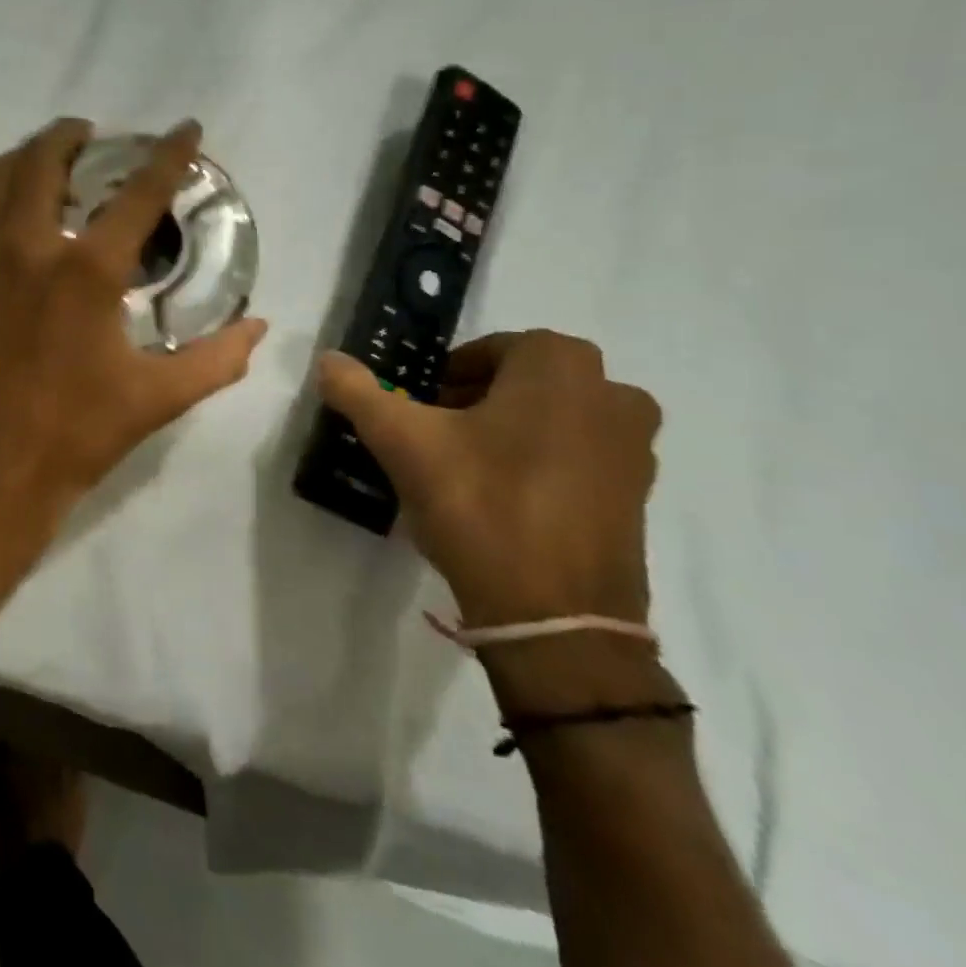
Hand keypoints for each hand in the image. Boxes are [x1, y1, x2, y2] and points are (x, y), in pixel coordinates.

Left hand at [0, 118, 267, 626]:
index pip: (138, 192)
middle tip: (94, 136)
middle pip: (45, 158)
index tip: (186, 128)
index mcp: (85, 271)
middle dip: (71, 134)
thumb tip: (259, 328)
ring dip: (27, 156)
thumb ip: (215, 360)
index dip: (169, 154)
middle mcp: (27, 247)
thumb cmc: (72, 438)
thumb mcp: (154, 401)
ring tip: (51, 162)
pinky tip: (12, 219)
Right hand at [317, 332, 659, 627]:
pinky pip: (578, 458)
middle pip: (524, 381)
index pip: (490, 349)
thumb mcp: (401, 441)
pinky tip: (502, 500)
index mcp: (560, 366)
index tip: (420, 407)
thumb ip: (358, 391)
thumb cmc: (479, 504)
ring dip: (510, 429)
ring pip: (553, 418)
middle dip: (478, 399)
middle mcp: (611, 394)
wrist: (556, 617)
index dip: (448, 375)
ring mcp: (635, 448)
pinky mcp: (638, 497)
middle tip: (436, 433)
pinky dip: (541, 464)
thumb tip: (327, 359)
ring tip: (466, 467)